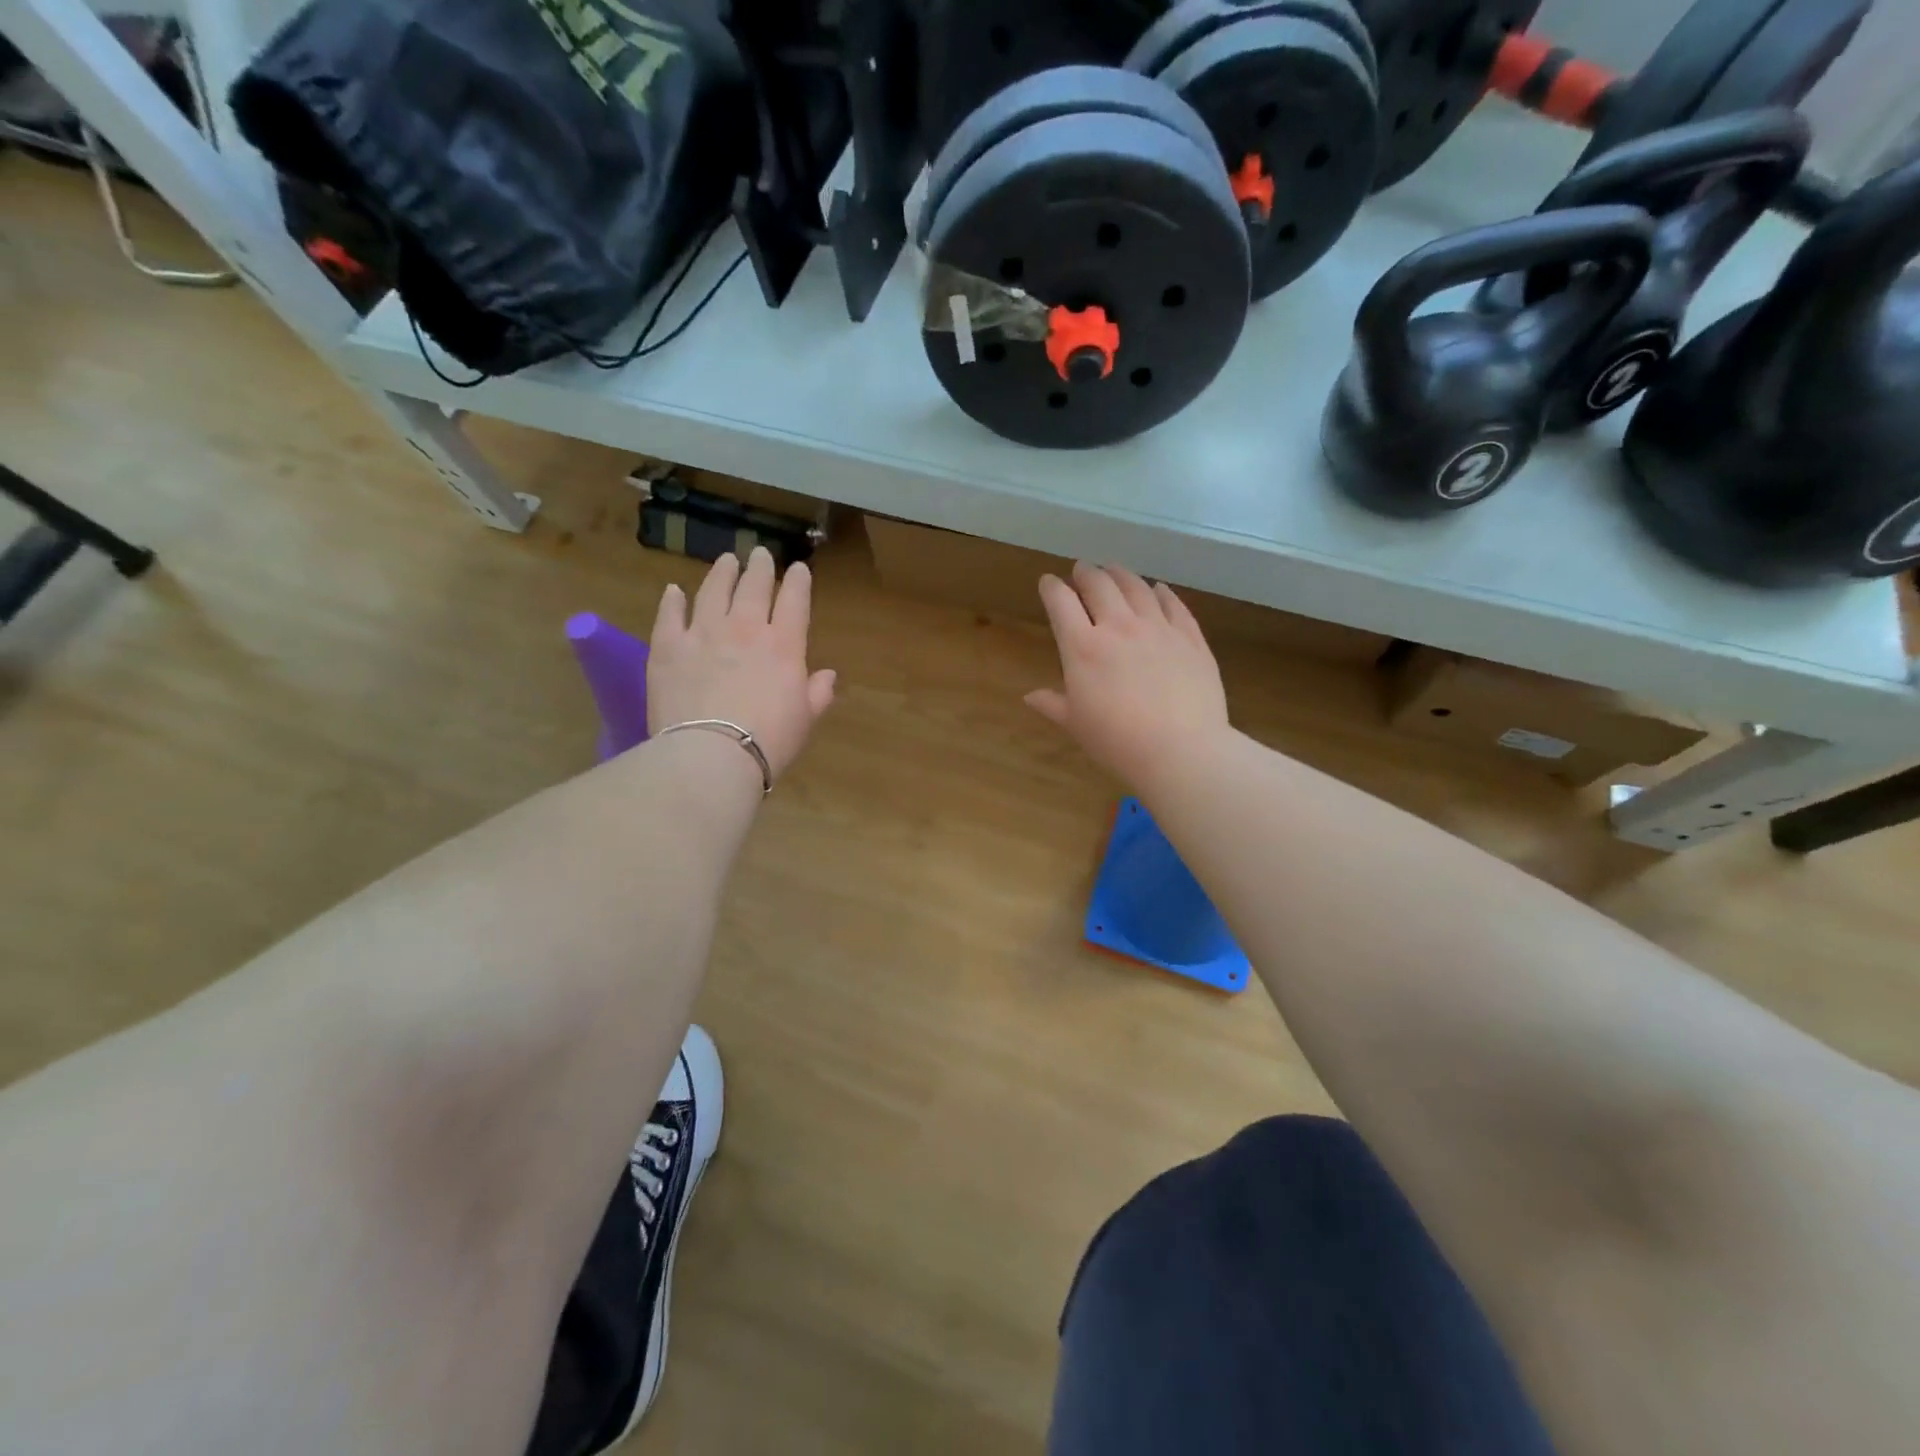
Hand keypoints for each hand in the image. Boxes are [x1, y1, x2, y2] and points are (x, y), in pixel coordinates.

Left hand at [647, 548, 836, 779]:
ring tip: (726, 560)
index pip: (794, 601)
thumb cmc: (769, 741)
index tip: (798, 568)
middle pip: (753, 587)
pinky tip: (674, 591)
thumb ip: (818, 693)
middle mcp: (744, 628)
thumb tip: (828, 675)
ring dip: (721, 572)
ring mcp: (703, 633)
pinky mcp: (667, 647)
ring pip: (712, 590)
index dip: (798, 581)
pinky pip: (669, 615)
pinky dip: (672, 601)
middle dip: (760, 567)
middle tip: (760, 554)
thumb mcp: (805, 720)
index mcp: (783, 645)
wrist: (712, 754)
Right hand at [1026, 562, 1229, 788]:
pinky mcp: (1190, 638)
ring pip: (1137, 588)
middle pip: (1099, 585)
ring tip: (1114, 569)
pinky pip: (1174, 605)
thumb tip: (1029, 696)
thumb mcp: (1076, 725)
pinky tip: (1158, 589)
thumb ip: (1053, 704)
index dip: (1052, 588)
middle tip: (1081, 569)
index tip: (1048, 582)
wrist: (1180, 750)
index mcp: (1083, 648)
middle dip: (1086, 573)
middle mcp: (1119, 627)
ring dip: (1121, 574)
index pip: (1061, 604)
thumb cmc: (1117, 741)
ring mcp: (1158, 629)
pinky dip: (1162, 592)